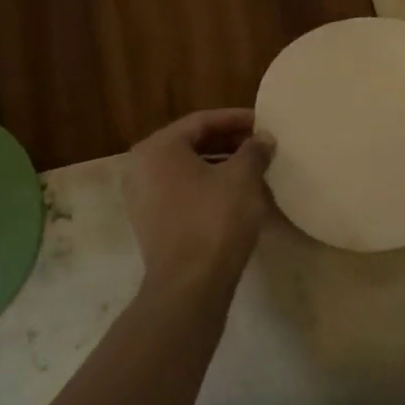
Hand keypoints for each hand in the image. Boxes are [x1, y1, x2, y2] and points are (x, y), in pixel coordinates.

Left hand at [122, 109, 275, 287]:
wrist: (189, 285)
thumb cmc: (215, 220)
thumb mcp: (242, 178)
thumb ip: (254, 151)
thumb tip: (263, 138)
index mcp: (158, 147)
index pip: (202, 121)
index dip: (236, 119)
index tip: (263, 122)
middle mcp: (141, 167)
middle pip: (191, 143)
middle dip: (228, 142)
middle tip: (260, 144)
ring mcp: (141, 197)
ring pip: (186, 169)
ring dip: (219, 164)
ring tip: (253, 168)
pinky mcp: (150, 223)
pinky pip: (181, 192)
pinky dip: (206, 186)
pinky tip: (234, 194)